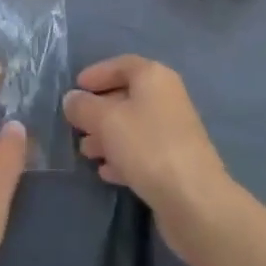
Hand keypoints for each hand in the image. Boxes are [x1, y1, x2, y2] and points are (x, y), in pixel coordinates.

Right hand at [63, 56, 241, 265]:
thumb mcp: (106, 120)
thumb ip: (83, 106)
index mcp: (154, 77)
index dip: (97, 73)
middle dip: (98, 110)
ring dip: (106, 136)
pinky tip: (106, 172)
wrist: (194, 201)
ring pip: (132, 126)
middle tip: (75, 125)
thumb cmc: (147, 146)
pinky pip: (142, 151)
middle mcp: (166, 98)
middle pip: (126, 96)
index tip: (75, 88)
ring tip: (85, 152)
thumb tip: (71, 99)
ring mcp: (173, 132)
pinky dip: (122, 157)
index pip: (122, 65)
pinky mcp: (175, 162)